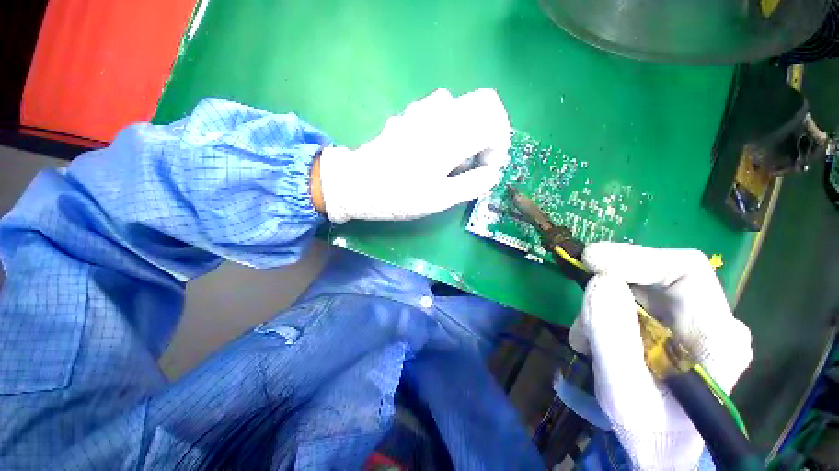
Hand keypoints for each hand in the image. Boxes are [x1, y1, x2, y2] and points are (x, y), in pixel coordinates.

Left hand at [315, 89, 510, 222]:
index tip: (486, 168)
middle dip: (488, 133)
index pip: (495, 119)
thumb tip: (492, 173)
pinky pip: (441, 110)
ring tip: (453, 158)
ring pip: (462, 106)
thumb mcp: (440, 199)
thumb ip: (473, 184)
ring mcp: (423, 110)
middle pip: (483, 103)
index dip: (499, 144)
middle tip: (474, 161)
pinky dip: (449, 126)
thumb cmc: (399, 195)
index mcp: (452, 134)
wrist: (358, 184)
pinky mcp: (410, 115)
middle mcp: (440, 113)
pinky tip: (434, 148)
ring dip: (467, 130)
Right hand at [568, 243, 752, 469]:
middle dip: (611, 284)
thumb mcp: (623, 391)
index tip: (590, 260)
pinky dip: (603, 314)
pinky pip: (630, 303)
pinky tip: (593, 340)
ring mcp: (690, 323)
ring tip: (584, 338)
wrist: (660, 450)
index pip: (685, 269)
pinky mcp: (669, 327)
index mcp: (718, 336)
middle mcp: (710, 320)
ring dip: (602, 306)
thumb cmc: (650, 431)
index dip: (635, 257)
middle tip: (582, 302)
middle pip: (657, 276)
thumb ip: (612, 336)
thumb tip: (598, 281)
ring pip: (636, 289)